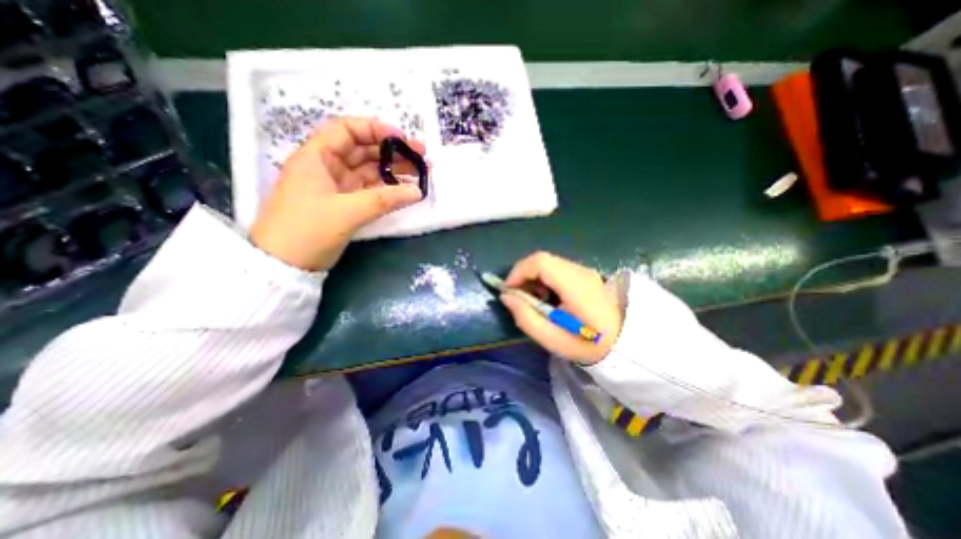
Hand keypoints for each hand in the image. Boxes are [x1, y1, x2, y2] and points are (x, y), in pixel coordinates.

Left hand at [249, 116, 425, 272]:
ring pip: (369, 171)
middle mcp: (327, 167)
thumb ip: (384, 200)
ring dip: (393, 171)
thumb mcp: (347, 212)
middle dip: (392, 152)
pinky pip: (369, 190)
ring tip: (420, 173)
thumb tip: (418, 191)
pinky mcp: (344, 205)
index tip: (402, 139)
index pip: (346, 130)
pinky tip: (405, 191)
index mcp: (316, 157)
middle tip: (421, 157)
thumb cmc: (307, 230)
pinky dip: (387, 190)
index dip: (375, 129)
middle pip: (362, 150)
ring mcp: (336, 187)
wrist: (284, 264)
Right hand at [499, 253, 627, 365]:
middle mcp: (581, 271)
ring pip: (549, 264)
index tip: (509, 291)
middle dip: (524, 275)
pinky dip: (544, 280)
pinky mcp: (585, 275)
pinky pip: (557, 270)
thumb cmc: (590, 346)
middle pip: (542, 260)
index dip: (519, 271)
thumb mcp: (554, 340)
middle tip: (519, 298)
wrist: (628, 344)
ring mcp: (585, 271)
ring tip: (533, 301)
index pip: (541, 262)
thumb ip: (526, 318)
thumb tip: (506, 296)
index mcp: (576, 286)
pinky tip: (547, 299)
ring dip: (533, 278)